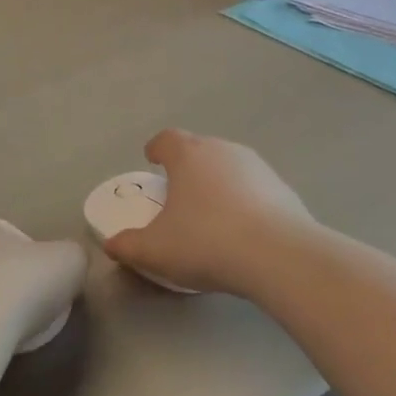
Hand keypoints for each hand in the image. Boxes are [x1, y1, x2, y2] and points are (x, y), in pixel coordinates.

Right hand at [103, 130, 315, 296]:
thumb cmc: (206, 242)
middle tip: (178, 191)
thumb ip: (128, 246)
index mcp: (188, 156)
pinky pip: (255, 188)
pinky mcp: (284, 188)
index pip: (167, 139)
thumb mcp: (155, 251)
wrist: (279, 256)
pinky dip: (244, 201)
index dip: (156, 148)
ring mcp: (258, 167)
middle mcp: (223, 151)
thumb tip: (111, 244)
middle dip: (187, 166)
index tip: (151, 160)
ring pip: (229, 167)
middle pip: (199, 149)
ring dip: (217, 182)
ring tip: (211, 212)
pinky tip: (243, 229)